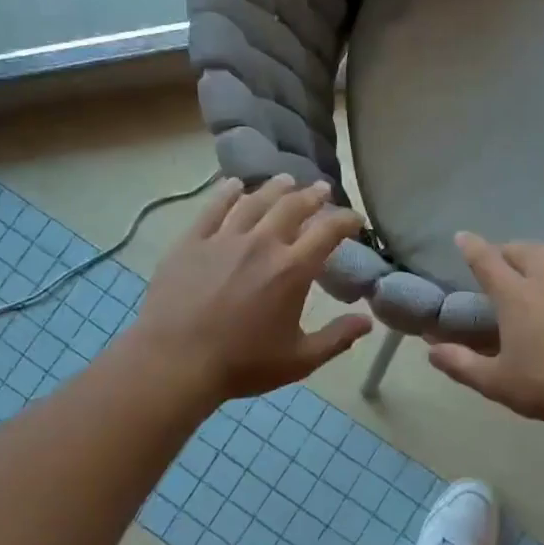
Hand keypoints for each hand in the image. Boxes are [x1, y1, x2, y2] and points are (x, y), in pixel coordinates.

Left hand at [129, 176, 373, 403]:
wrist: (175, 362)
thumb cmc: (242, 364)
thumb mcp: (299, 360)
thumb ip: (337, 338)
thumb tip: (367, 321)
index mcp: (292, 269)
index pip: (328, 231)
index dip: (346, 220)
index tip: (356, 219)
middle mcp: (262, 243)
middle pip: (292, 206)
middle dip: (312, 195)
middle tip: (322, 190)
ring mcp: (224, 239)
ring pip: (254, 201)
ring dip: (275, 188)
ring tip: (286, 180)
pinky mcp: (191, 241)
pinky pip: (213, 208)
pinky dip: (226, 192)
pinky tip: (233, 185)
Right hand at [427, 233, 543, 428]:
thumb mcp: (499, 384)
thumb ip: (462, 364)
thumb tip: (430, 348)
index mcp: (515, 295)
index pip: (485, 260)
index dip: (471, 247)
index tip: (462, 236)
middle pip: (523, 251)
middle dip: (508, 252)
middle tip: (504, 264)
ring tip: (543, 265)